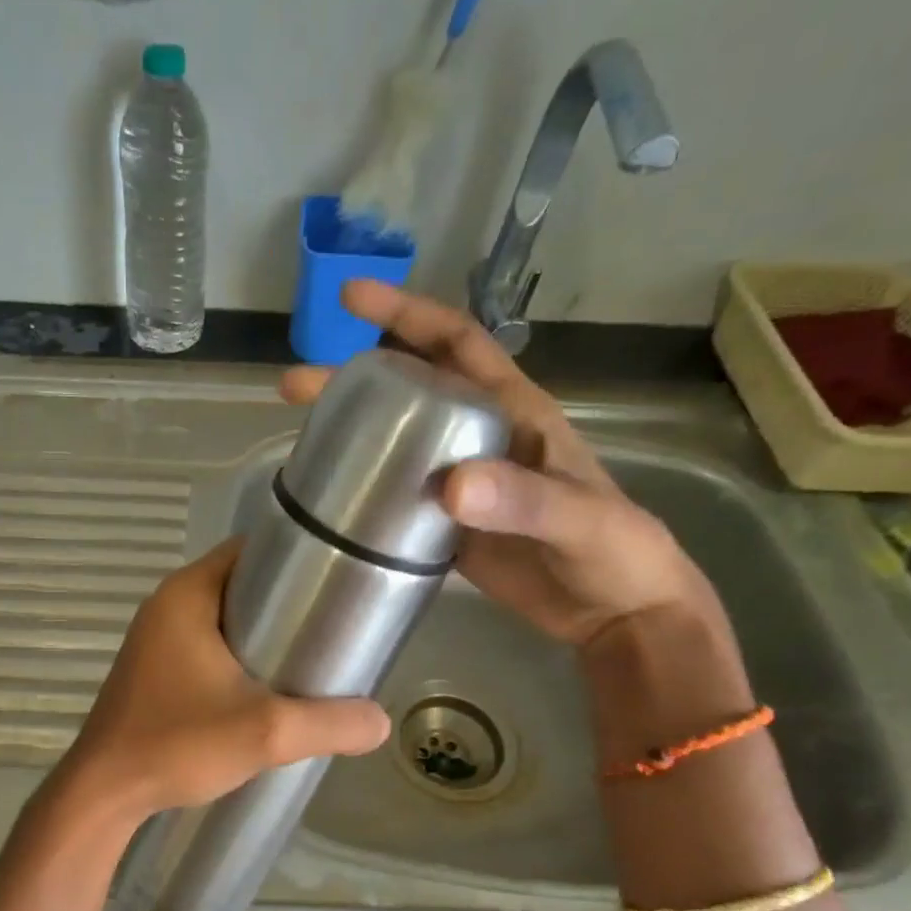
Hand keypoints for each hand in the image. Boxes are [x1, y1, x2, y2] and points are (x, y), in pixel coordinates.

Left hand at [59, 541, 390, 821]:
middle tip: (335, 626)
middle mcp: (166, 606)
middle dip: (288, 602)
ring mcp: (156, 640)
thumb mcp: (265, 733)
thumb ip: (329, 724)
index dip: (298, 558)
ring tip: (312, 658)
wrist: (105, 793)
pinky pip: (207, 646)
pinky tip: (268, 688)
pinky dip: (239, 656)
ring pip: (225, 619)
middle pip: (241, 585)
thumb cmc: (177, 745)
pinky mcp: (155, 671)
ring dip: (264, 633)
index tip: (340, 580)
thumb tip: (381, 722)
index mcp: (186, 595)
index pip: (250, 550)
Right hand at [281, 280, 713, 650]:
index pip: (455, 344)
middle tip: (294, 385)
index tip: (351, 299)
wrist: (615, 611)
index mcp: (513, 412)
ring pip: (398, 443)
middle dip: (353, 378)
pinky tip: (334, 497)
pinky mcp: (448, 525)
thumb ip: (524, 500)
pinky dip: (366, 489)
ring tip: (301, 436)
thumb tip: (450, 486)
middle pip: (410, 391)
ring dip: (353, 433)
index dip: (405, 315)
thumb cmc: (613, 552)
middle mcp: (480, 437)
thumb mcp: (579, 520)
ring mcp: (461, 482)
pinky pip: (399, 495)